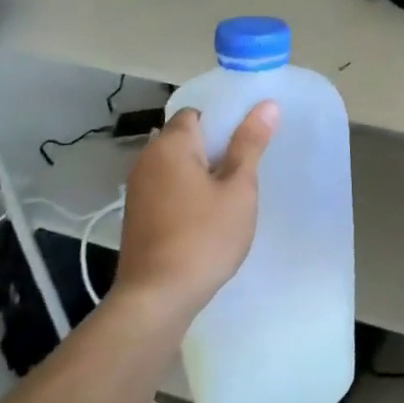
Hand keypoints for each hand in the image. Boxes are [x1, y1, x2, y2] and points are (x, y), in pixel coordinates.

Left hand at [111, 102, 278, 319]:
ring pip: (176, 165)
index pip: (197, 113)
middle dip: (215, 148)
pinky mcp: (137, 215)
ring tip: (231, 192)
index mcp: (170, 145)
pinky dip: (187, 191)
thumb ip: (250, 144)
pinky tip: (207, 214)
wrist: (157, 297)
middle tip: (247, 167)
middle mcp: (147, 160)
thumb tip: (266, 104)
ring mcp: (138, 189)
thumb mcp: (238, 189)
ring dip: (202, 172)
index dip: (224, 121)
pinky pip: (167, 187)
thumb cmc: (204, 237)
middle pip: (185, 138)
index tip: (249, 141)